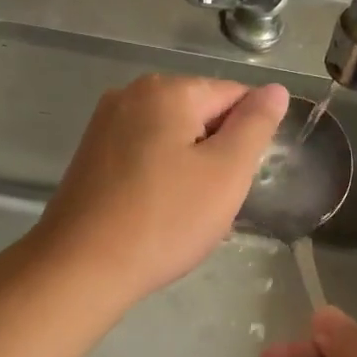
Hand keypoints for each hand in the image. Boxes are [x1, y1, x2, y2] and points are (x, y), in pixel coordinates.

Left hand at [36, 75, 287, 305]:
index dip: (248, 137)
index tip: (239, 179)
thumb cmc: (164, 219)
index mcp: (167, 89)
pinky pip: (144, 156)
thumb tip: (275, 90)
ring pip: (172, 139)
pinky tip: (159, 213)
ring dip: (191, 170)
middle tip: (214, 202)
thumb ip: (255, 125)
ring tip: (186, 213)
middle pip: (200, 114)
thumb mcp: (226, 173)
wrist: (81, 267)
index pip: (234, 95)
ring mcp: (105, 124)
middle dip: (217, 154)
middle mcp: (131, 94)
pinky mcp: (91, 155)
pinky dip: (161, 178)